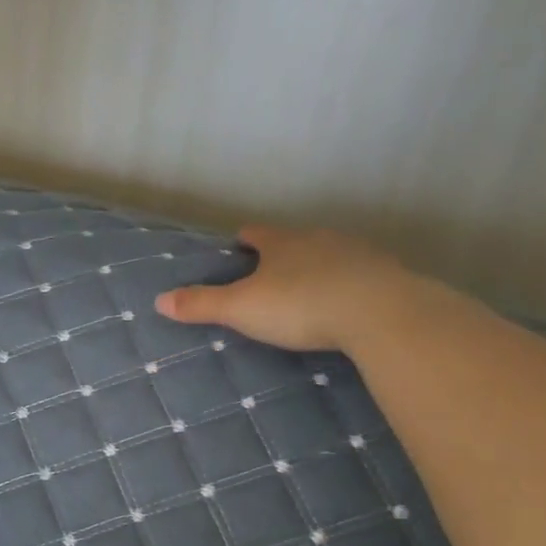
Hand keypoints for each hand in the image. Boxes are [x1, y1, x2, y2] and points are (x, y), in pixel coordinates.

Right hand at [155, 224, 426, 352]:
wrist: (379, 313)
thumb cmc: (301, 305)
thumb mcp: (242, 309)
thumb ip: (202, 304)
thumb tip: (159, 300)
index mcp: (282, 243)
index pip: (257, 233)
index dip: (244, 239)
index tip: (237, 246)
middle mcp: (319, 239)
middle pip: (295, 241)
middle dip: (282, 255)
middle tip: (269, 275)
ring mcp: (357, 254)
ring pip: (329, 255)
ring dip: (317, 269)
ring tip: (308, 291)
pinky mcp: (386, 275)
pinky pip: (359, 275)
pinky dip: (348, 286)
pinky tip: (346, 304)